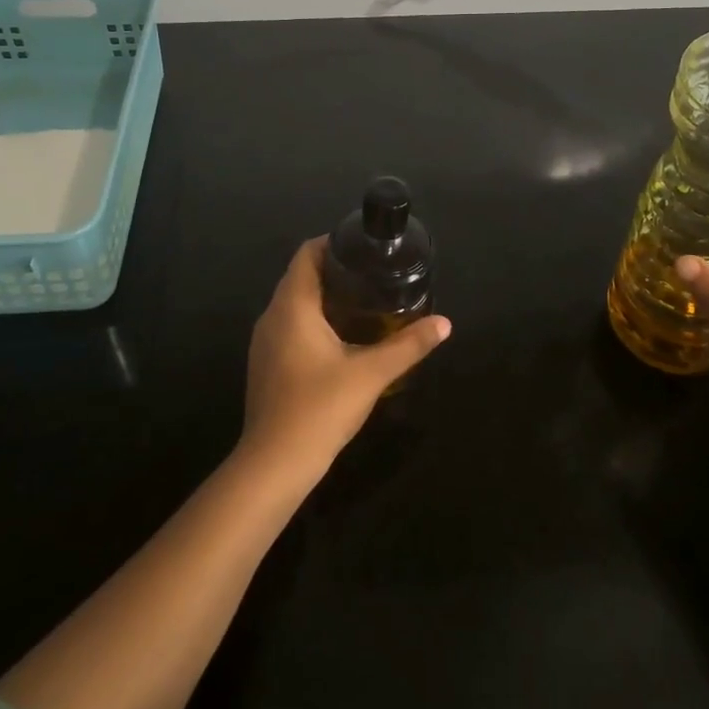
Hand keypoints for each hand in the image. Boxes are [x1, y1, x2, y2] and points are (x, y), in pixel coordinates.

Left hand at [237, 237, 451, 486]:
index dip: (332, 242)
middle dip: (334, 270)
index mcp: (292, 305)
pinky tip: (338, 337)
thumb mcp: (371, 374)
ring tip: (361, 300)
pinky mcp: (265, 364)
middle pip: (300, 276)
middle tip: (372, 273)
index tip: (363, 247)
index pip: (306, 254)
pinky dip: (311, 320)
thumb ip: (408, 345)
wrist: (274, 465)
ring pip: (293, 303)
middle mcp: (272, 316)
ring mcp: (263, 342)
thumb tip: (444, 323)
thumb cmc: (319, 408)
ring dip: (322, 296)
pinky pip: (288, 326)